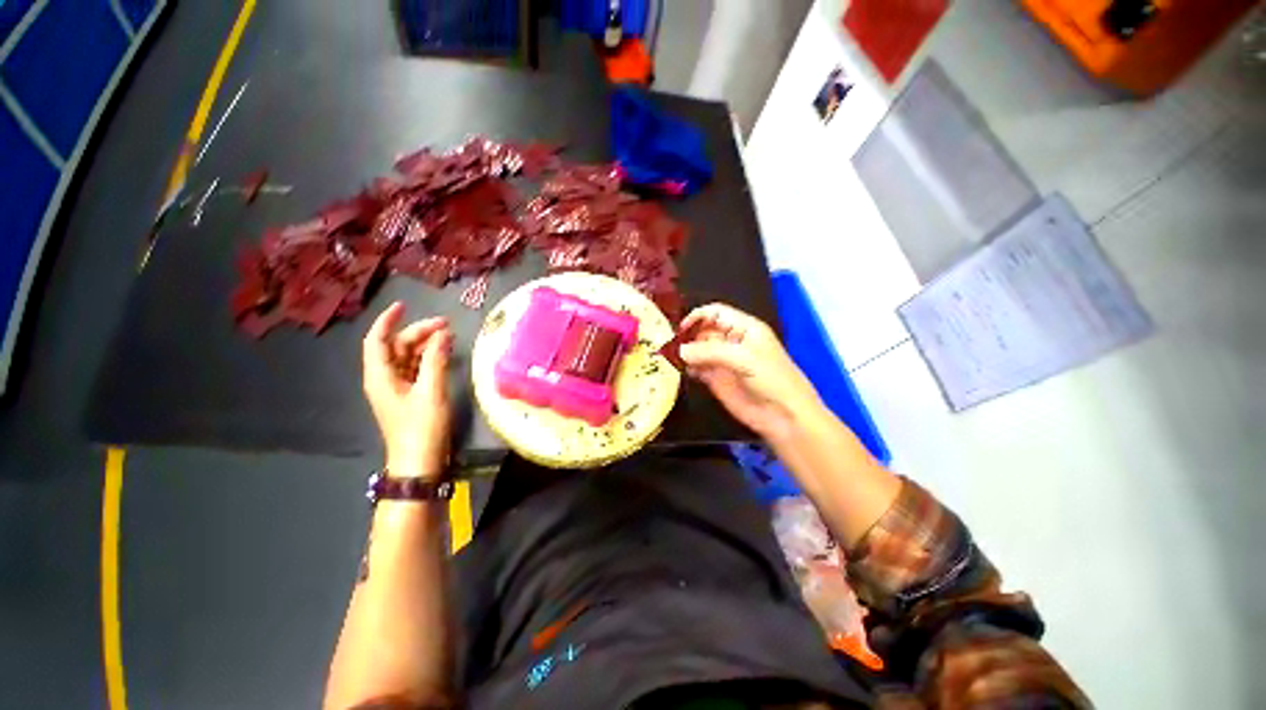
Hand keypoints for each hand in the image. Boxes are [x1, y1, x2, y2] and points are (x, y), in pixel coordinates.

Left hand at [362, 302, 453, 479]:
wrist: (419, 462)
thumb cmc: (421, 427)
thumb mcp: (431, 391)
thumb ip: (435, 361)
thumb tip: (442, 335)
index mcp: (380, 376)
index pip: (377, 340)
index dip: (388, 321)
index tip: (404, 305)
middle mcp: (384, 379)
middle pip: (397, 347)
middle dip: (418, 332)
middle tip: (446, 325)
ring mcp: (397, 388)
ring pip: (408, 357)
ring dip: (426, 345)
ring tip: (449, 337)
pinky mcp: (410, 396)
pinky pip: (417, 369)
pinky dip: (429, 359)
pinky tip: (446, 354)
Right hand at [679, 303, 824, 443]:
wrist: (784, 416)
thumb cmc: (772, 379)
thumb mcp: (744, 358)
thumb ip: (710, 351)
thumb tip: (680, 350)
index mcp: (743, 328)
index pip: (715, 313)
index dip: (698, 316)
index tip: (681, 329)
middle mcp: (731, 341)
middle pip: (703, 331)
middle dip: (688, 336)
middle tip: (670, 346)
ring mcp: (722, 361)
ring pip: (697, 350)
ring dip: (685, 353)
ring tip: (672, 358)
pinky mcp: (716, 379)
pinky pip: (697, 368)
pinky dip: (688, 367)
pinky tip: (683, 370)